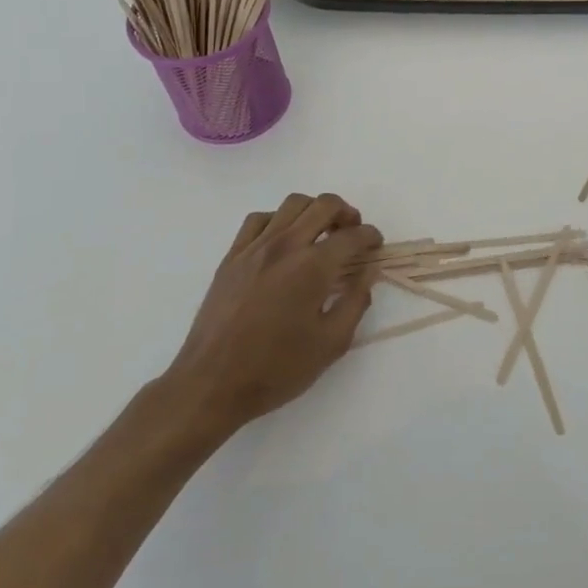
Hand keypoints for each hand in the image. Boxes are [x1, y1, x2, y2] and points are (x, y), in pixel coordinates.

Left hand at [164, 193, 382, 437]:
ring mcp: (255, 247)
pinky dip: (279, 220)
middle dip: (347, 213)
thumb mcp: (331, 343)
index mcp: (313, 267)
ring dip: (314, 210)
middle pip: (324, 205)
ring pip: (292, 204)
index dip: (371, 236)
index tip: (376, 245)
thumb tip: (368, 272)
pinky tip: (283, 240)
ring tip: (321, 231)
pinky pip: (259, 219)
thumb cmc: (276, 369)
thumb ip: (356, 302)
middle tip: (353, 232)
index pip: (352, 236)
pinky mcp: (232, 256)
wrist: (212, 384)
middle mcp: (286, 246)